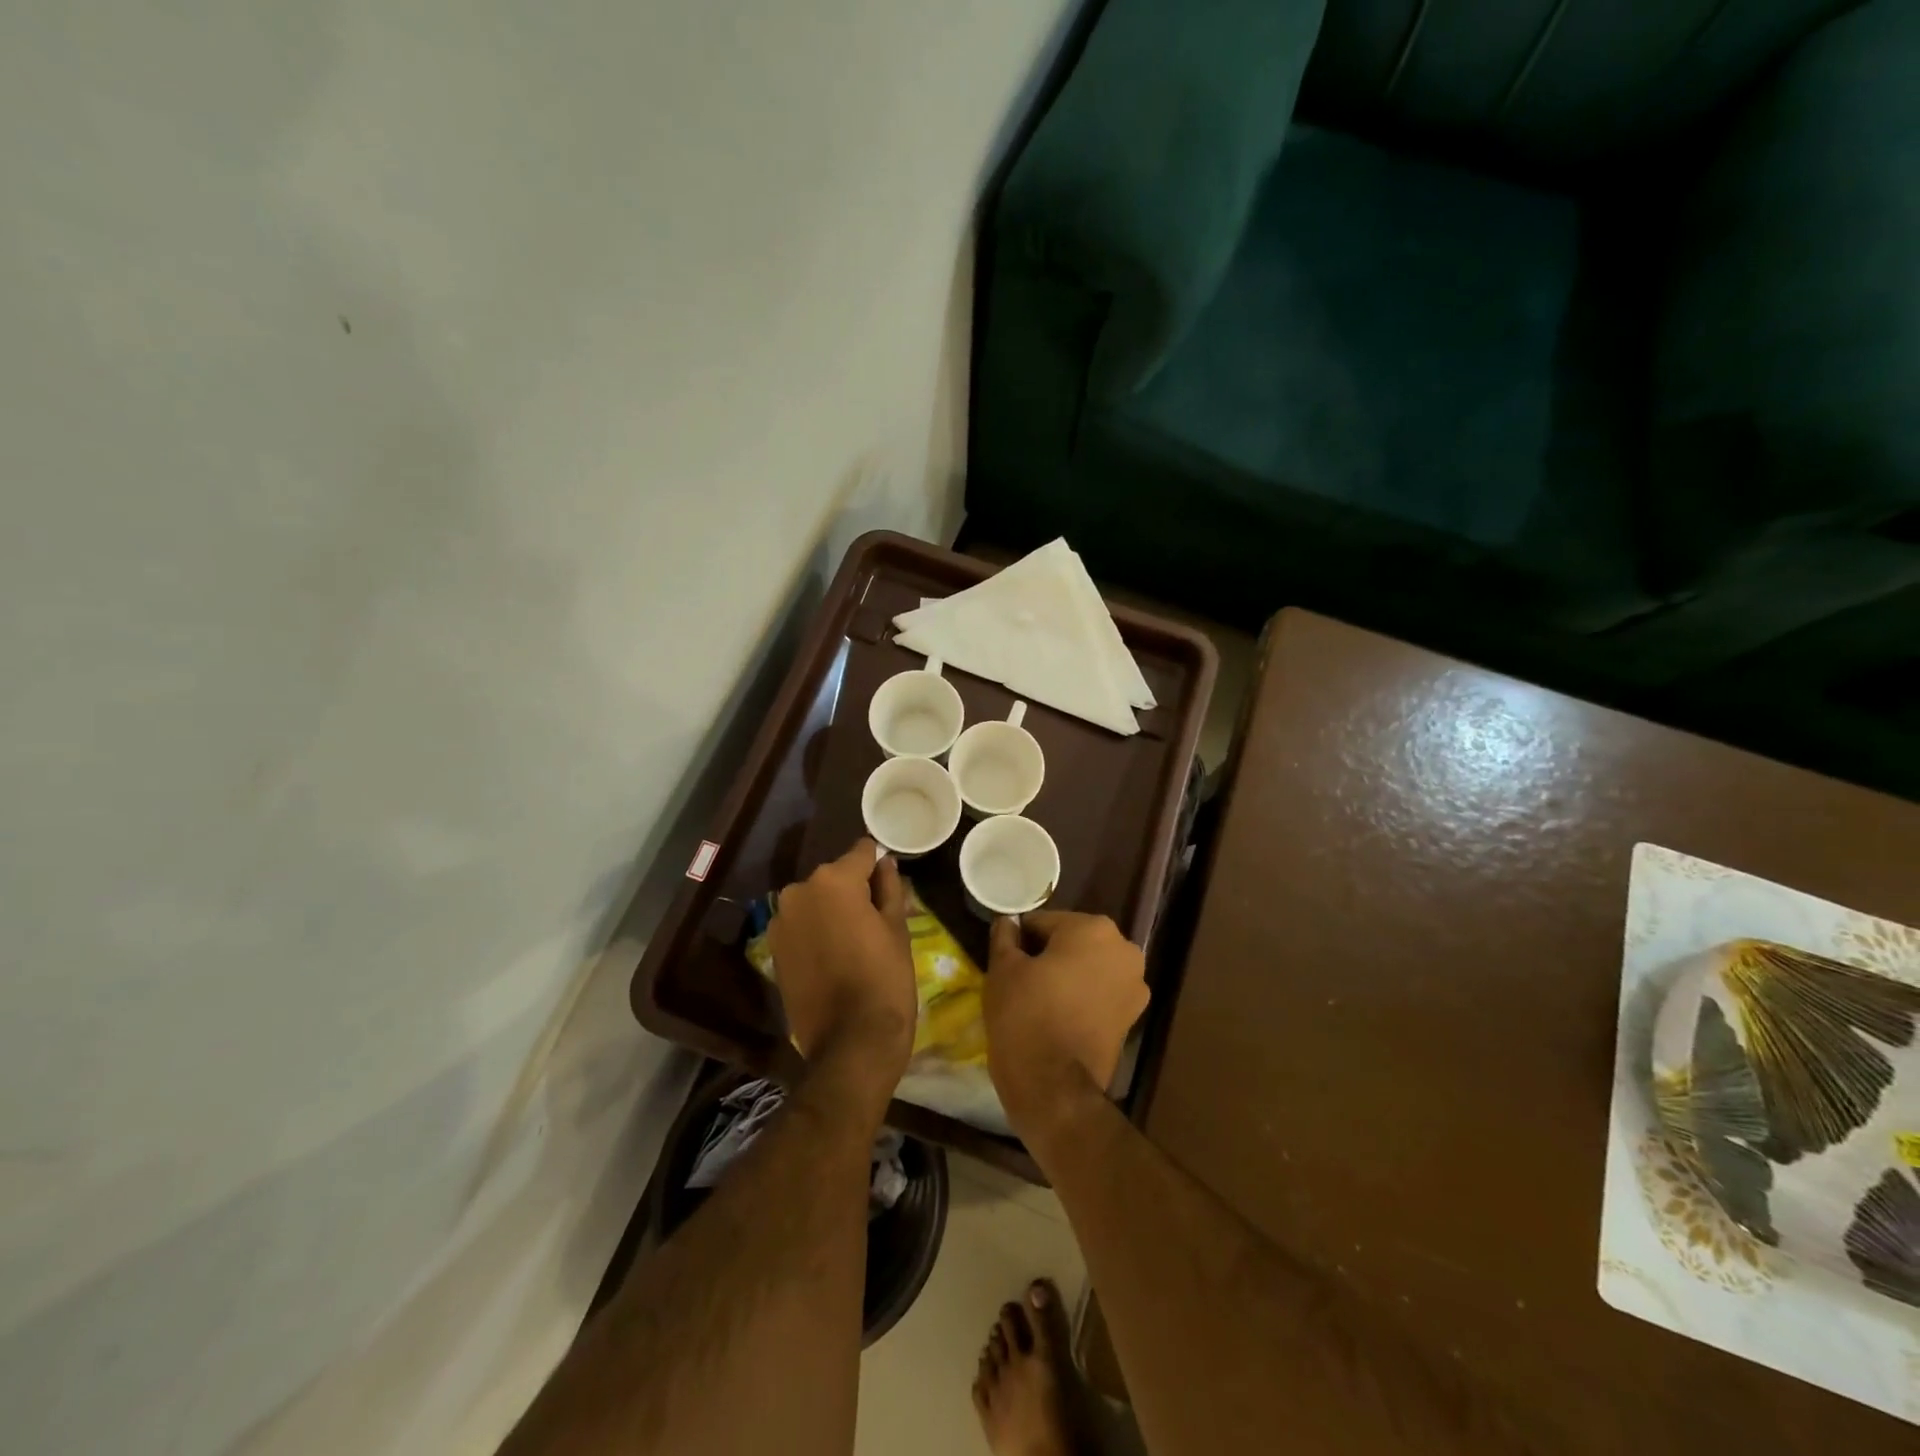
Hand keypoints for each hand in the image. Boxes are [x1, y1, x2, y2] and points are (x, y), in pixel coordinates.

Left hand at [769, 838, 915, 1089]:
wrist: (849, 1044)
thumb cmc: (884, 980)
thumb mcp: (897, 929)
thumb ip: (889, 888)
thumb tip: (885, 863)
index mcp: (834, 880)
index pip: (862, 852)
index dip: (878, 864)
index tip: (890, 882)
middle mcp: (799, 891)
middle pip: (835, 876)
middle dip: (854, 889)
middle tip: (876, 919)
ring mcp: (781, 921)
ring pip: (815, 901)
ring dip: (832, 911)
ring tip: (854, 942)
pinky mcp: (773, 949)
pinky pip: (801, 925)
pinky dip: (815, 931)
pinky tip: (833, 957)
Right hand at [985, 911, 1148, 1143]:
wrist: (1054, 1089)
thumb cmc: (1025, 1016)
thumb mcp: (1003, 969)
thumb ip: (1005, 936)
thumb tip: (1007, 922)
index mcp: (1093, 929)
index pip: (1044, 923)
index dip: (1021, 940)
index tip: (1007, 961)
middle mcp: (1124, 950)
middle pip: (1072, 942)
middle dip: (1048, 955)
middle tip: (1021, 980)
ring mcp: (1135, 986)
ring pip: (1088, 967)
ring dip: (1067, 976)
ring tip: (1039, 1001)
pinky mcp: (1134, 1018)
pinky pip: (1100, 994)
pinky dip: (1082, 998)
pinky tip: (1058, 1016)